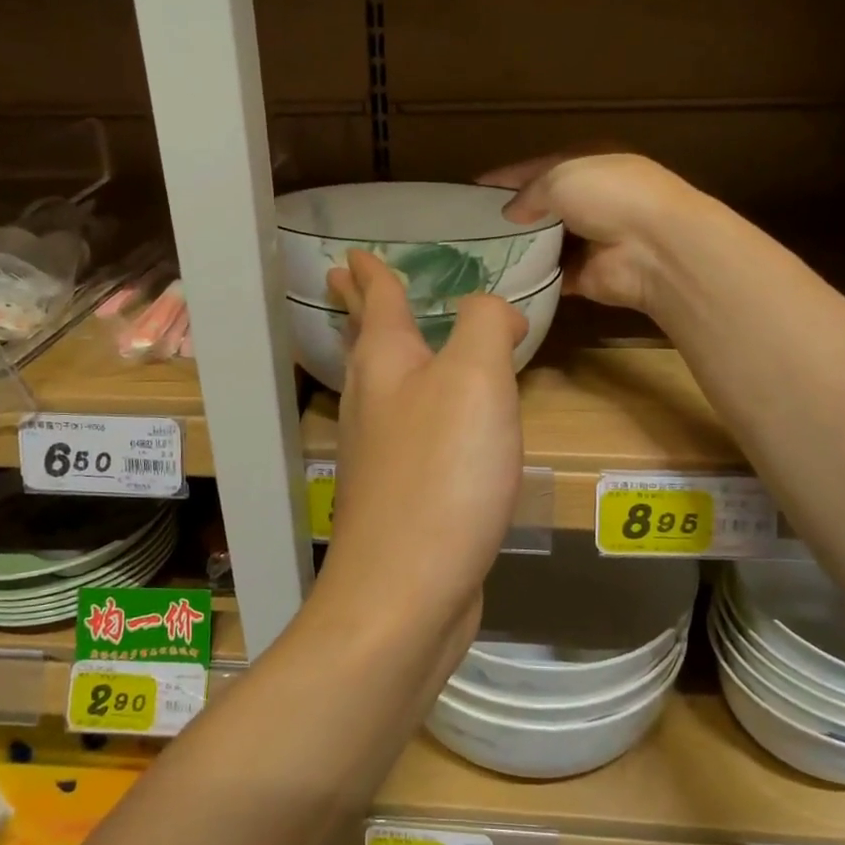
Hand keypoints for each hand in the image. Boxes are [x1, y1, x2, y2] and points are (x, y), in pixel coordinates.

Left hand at [321, 251, 526, 633]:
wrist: (406, 590)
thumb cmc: (442, 473)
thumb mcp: (476, 379)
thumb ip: (486, 326)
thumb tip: (494, 311)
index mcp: (385, 363)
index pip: (377, 300)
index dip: (371, 272)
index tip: (354, 253)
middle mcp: (371, 402)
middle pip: (365, 341)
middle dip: (362, 309)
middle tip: (350, 280)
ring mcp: (378, 452)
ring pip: (382, 386)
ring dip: (386, 354)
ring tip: (398, 339)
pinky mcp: (397, 494)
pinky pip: (405, 429)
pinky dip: (416, 406)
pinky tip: (436, 420)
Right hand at [483, 153, 705, 315]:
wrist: (653, 248)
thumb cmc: (609, 196)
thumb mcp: (561, 178)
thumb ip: (530, 193)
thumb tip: (511, 213)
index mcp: (590, 166)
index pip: (541, 168)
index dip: (508, 177)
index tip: (475, 188)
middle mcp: (592, 201)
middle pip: (544, 207)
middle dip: (513, 215)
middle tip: (471, 226)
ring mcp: (590, 240)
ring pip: (546, 243)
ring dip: (520, 248)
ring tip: (478, 254)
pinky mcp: (586, 275)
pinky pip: (552, 276)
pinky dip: (532, 279)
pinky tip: (501, 280)